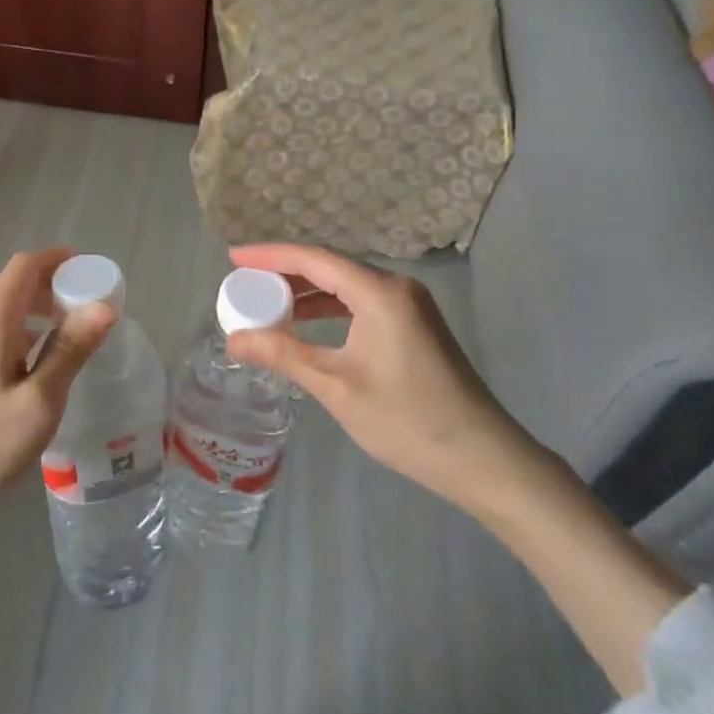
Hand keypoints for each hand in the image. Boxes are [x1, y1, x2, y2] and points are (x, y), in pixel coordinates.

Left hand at [0, 247, 112, 598]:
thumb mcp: (39, 401)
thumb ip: (71, 350)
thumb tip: (104, 307)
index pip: (24, 266)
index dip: (59, 259)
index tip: (93, 270)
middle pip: (13, 284)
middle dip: (54, 285)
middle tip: (91, 306)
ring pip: (3, 310)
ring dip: (39, 311)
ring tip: (74, 334)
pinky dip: (23, 332)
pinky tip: (40, 364)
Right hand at [224, 243, 549, 511]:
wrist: (480, 457)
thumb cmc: (405, 419)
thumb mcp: (336, 386)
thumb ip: (283, 354)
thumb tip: (233, 340)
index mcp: (379, 292)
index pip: (314, 259)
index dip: (270, 255)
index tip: (233, 258)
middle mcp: (396, 287)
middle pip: (331, 267)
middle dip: (285, 274)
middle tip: (245, 284)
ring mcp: (410, 306)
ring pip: (347, 286)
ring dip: (307, 293)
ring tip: (267, 304)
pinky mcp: (415, 325)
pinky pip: (362, 303)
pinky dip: (330, 309)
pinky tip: (307, 325)